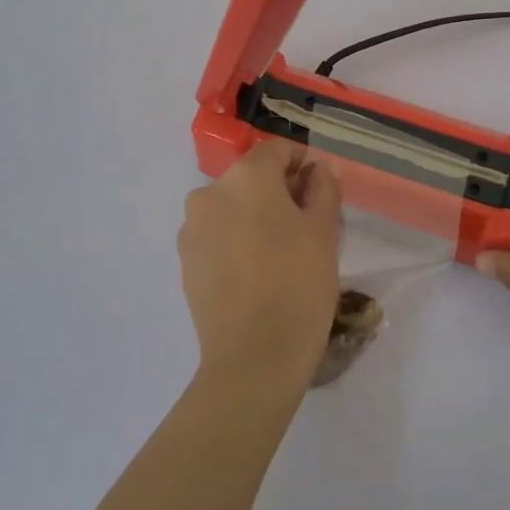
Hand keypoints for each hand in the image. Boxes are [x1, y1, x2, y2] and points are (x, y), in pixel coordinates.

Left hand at [177, 139, 342, 395]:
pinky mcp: (185, 261)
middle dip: (281, 193)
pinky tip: (258, 273)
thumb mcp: (324, 231)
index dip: (304, 163)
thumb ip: (323, 188)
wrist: (253, 358)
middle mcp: (210, 192)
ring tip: (284, 254)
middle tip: (311, 227)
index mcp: (246, 177)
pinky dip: (238, 241)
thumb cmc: (298, 285)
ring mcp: (192, 228)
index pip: (278, 150)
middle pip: (253, 178)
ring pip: (234, 207)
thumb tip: (318, 168)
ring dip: (258, 217)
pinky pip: (218, 235)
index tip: (323, 190)